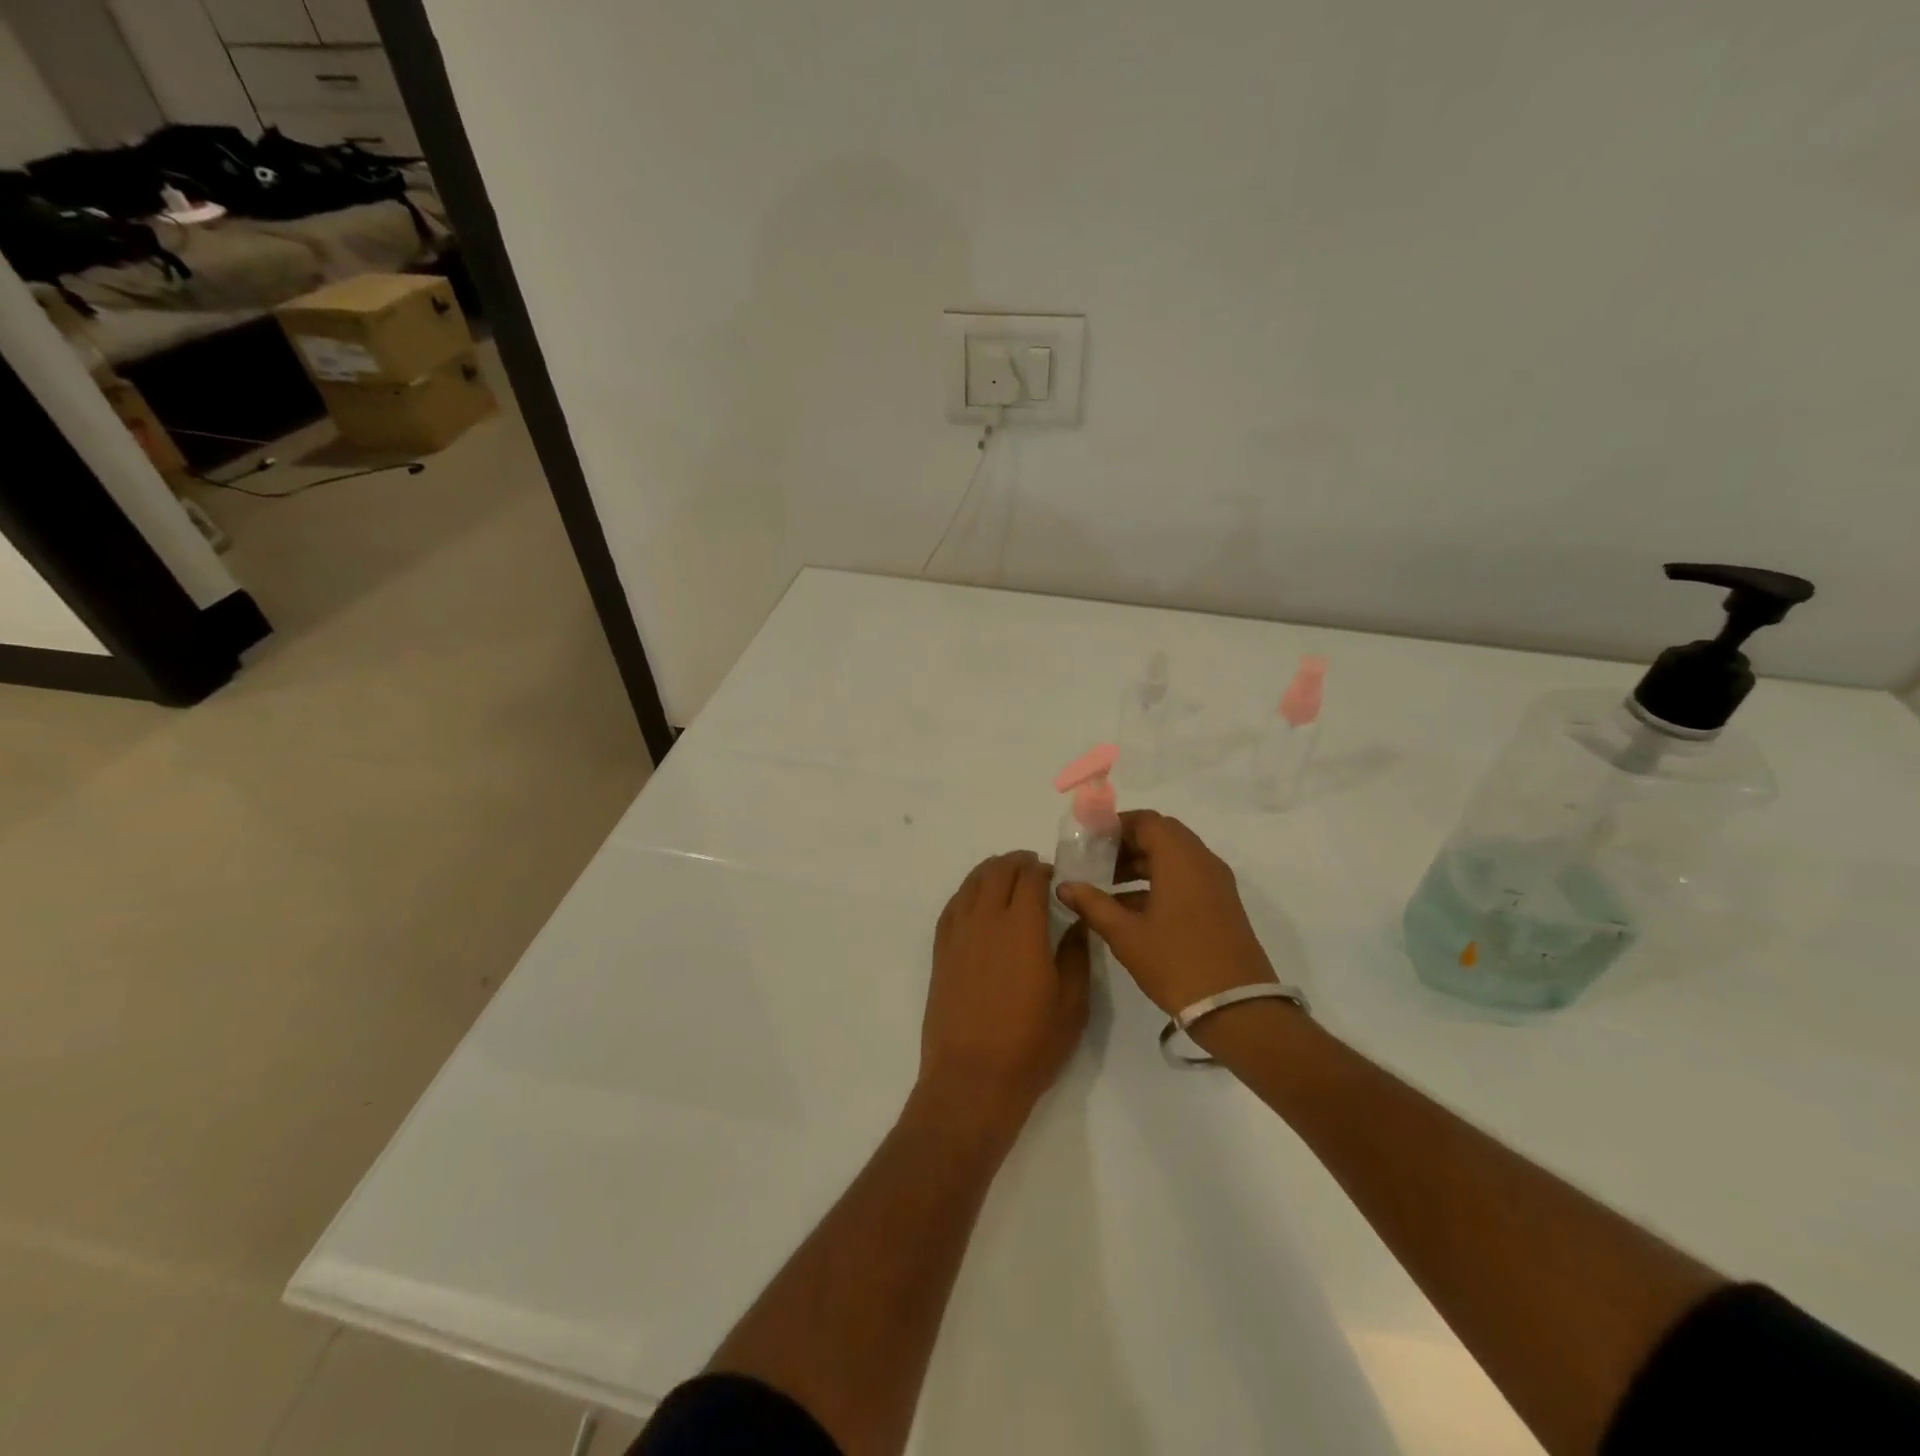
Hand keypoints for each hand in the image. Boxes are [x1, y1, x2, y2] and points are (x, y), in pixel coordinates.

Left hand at [920, 852, 1090, 1131]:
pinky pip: (952, 906)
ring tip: (1006, 876)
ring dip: (991, 872)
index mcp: (1022, 928)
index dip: (1043, 869)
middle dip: (1017, 863)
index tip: (1055, 874)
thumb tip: (1075, 922)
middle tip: (1033, 869)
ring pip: (972, 884)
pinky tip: (976, 899)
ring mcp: (958, 934)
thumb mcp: (1071, 1003)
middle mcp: (986, 921)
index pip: (1029, 878)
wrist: (971, 1078)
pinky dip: (967, 893)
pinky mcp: (941, 952)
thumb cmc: (1029, 1045)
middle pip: (998, 872)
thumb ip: (1075, 955)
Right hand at [1056, 810, 1276, 1014]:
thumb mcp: (1126, 935)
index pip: (1146, 821)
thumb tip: (1065, 886)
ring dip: (1141, 865)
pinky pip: (1186, 878)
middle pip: (1161, 836)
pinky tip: (1130, 909)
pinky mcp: (1221, 905)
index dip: (1115, 825)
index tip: (1089, 841)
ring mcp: (1216, 883)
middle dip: (1126, 845)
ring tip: (1106, 887)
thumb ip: (1093, 905)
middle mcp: (1202, 861)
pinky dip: (1158, 882)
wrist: (1237, 1008)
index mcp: (1180, 858)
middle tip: (1095, 862)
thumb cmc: (1177, 962)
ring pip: (1174, 858)